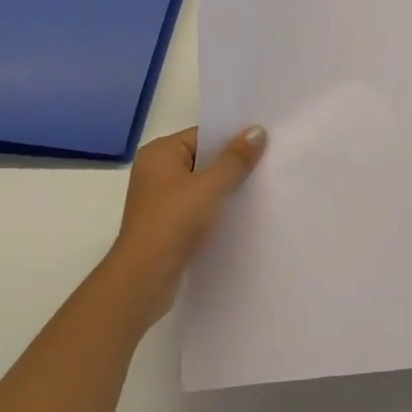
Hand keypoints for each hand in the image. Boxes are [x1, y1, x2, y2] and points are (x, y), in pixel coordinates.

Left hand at [104, 124, 266, 327]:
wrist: (143, 281)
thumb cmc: (173, 223)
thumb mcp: (210, 186)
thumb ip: (236, 158)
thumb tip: (258, 130)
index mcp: (160, 153)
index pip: (203, 135)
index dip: (233, 138)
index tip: (264, 142)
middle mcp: (156, 171)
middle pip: (204, 158)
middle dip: (233, 163)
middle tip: (268, 162)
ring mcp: (160, 199)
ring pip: (202, 184)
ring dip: (226, 187)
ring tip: (260, 186)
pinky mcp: (167, 224)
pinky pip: (198, 205)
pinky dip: (217, 207)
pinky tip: (241, 212)